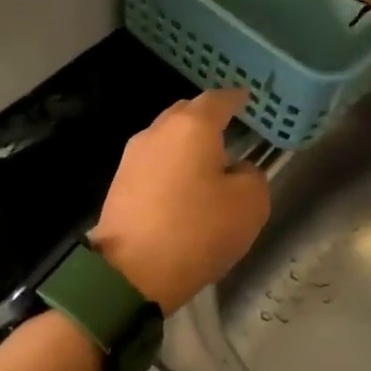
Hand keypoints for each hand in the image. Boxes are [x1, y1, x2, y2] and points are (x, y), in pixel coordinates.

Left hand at [91, 89, 270, 313]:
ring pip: (166, 137)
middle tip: (228, 131)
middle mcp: (157, 131)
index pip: (217, 99)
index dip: (235, 99)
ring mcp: (132, 156)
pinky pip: (153, 162)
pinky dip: (170, 166)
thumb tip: (236, 169)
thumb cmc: (196, 231)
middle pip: (185, 113)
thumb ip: (252, 176)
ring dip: (186, 145)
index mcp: (191, 127)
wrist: (130, 271)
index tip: (245, 100)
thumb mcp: (249, 205)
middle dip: (207, 118)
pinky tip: (182, 186)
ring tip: (207, 163)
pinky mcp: (119, 182)